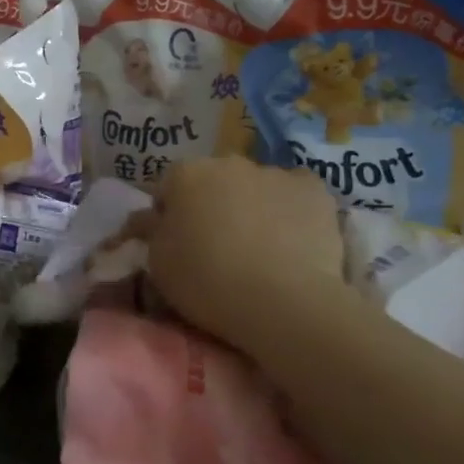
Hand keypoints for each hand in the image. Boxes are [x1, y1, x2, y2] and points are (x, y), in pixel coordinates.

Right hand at [145, 157, 352, 361]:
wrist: (281, 301)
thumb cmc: (206, 280)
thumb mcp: (157, 263)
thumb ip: (151, 231)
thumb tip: (150, 218)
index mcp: (185, 174)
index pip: (168, 188)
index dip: (169, 216)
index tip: (176, 245)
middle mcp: (228, 162)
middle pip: (214, 181)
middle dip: (212, 205)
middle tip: (217, 247)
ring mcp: (274, 172)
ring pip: (256, 186)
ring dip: (252, 206)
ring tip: (260, 250)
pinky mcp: (314, 190)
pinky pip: (295, 194)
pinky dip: (291, 210)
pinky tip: (293, 240)